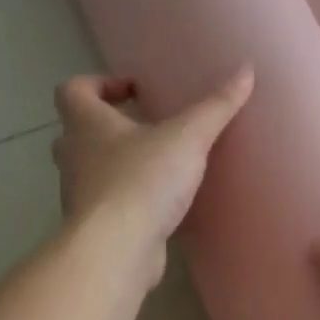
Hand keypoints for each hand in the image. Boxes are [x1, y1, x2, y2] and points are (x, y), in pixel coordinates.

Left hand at [51, 66, 253, 284]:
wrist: (116, 250)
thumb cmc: (143, 181)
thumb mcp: (187, 138)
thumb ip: (215, 107)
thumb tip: (245, 70)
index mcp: (86, 124)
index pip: (73, 90)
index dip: (100, 84)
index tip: (135, 91)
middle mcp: (74, 156)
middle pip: (77, 131)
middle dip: (108, 127)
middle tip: (145, 128)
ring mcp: (80, 195)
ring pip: (90, 170)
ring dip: (117, 165)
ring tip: (157, 166)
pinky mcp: (95, 227)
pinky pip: (107, 205)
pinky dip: (127, 200)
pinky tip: (159, 206)